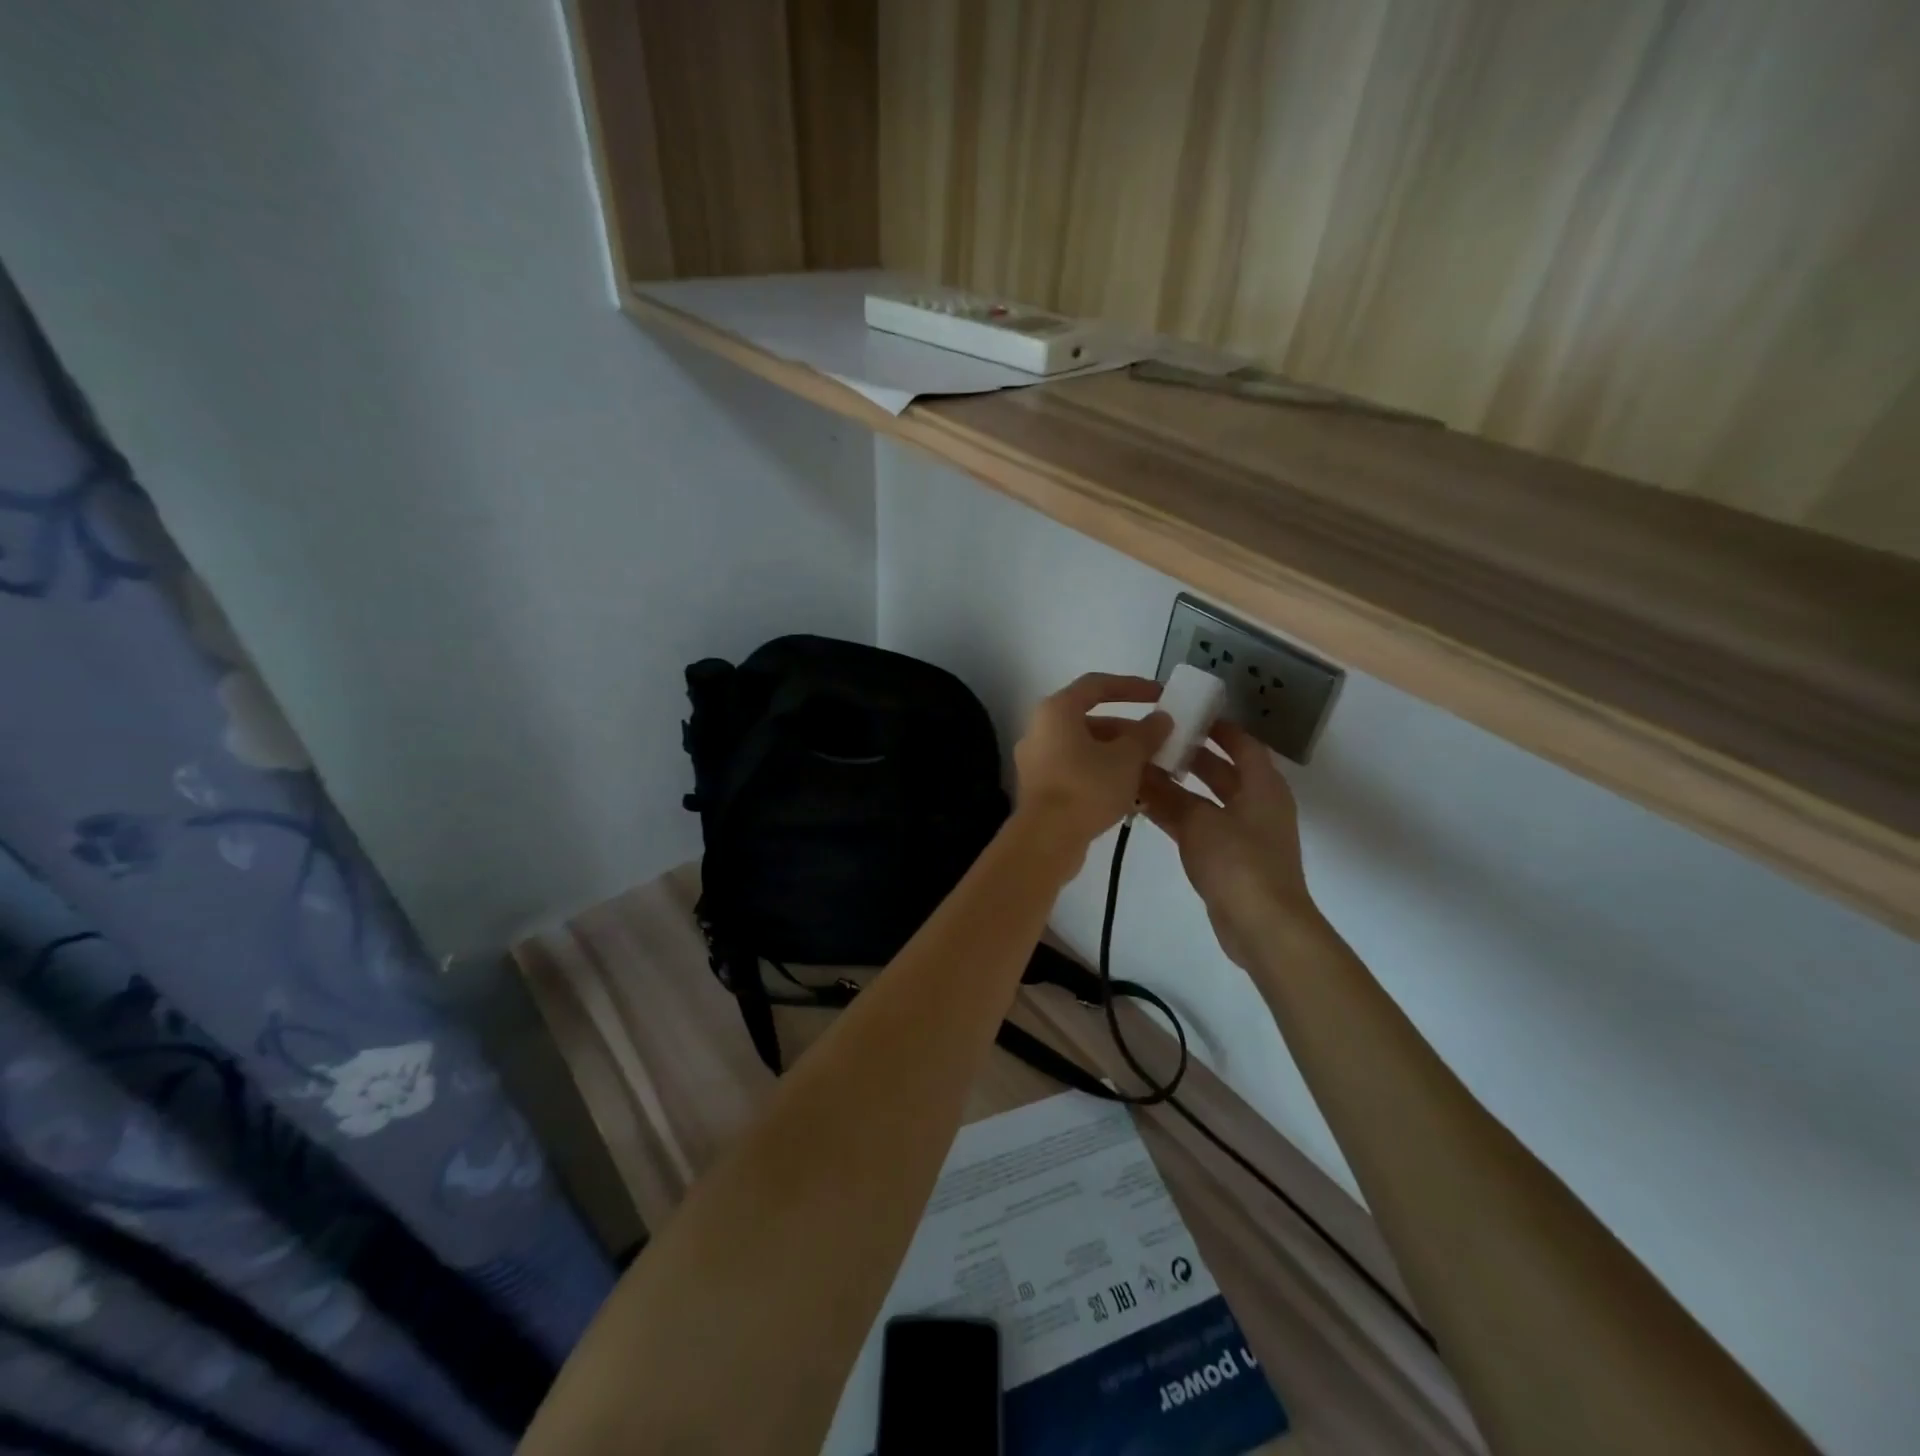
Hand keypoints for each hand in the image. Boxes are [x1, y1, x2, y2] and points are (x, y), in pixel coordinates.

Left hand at [1012, 673, 1169, 854]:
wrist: (1046, 839)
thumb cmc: (1087, 787)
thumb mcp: (1126, 758)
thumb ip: (1147, 734)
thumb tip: (1161, 718)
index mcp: (1056, 711)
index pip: (1097, 685)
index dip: (1132, 686)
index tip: (1160, 694)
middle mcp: (1040, 730)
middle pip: (1091, 719)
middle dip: (1129, 730)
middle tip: (1160, 742)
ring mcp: (1036, 760)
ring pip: (1085, 748)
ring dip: (1119, 755)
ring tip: (1153, 770)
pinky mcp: (1040, 788)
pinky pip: (1076, 770)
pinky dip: (1102, 773)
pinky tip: (1131, 792)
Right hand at [1138, 720, 1321, 970]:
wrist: (1262, 925)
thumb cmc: (1238, 862)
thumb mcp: (1198, 822)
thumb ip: (1167, 795)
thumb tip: (1138, 772)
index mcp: (1263, 785)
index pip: (1242, 743)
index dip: (1218, 727)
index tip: (1185, 713)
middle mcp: (1257, 803)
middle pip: (1223, 770)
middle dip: (1190, 755)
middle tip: (1153, 741)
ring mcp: (1244, 833)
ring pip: (1207, 799)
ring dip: (1179, 787)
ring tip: (1141, 771)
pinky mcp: (1230, 858)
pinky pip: (1201, 825)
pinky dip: (1178, 815)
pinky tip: (1146, 808)